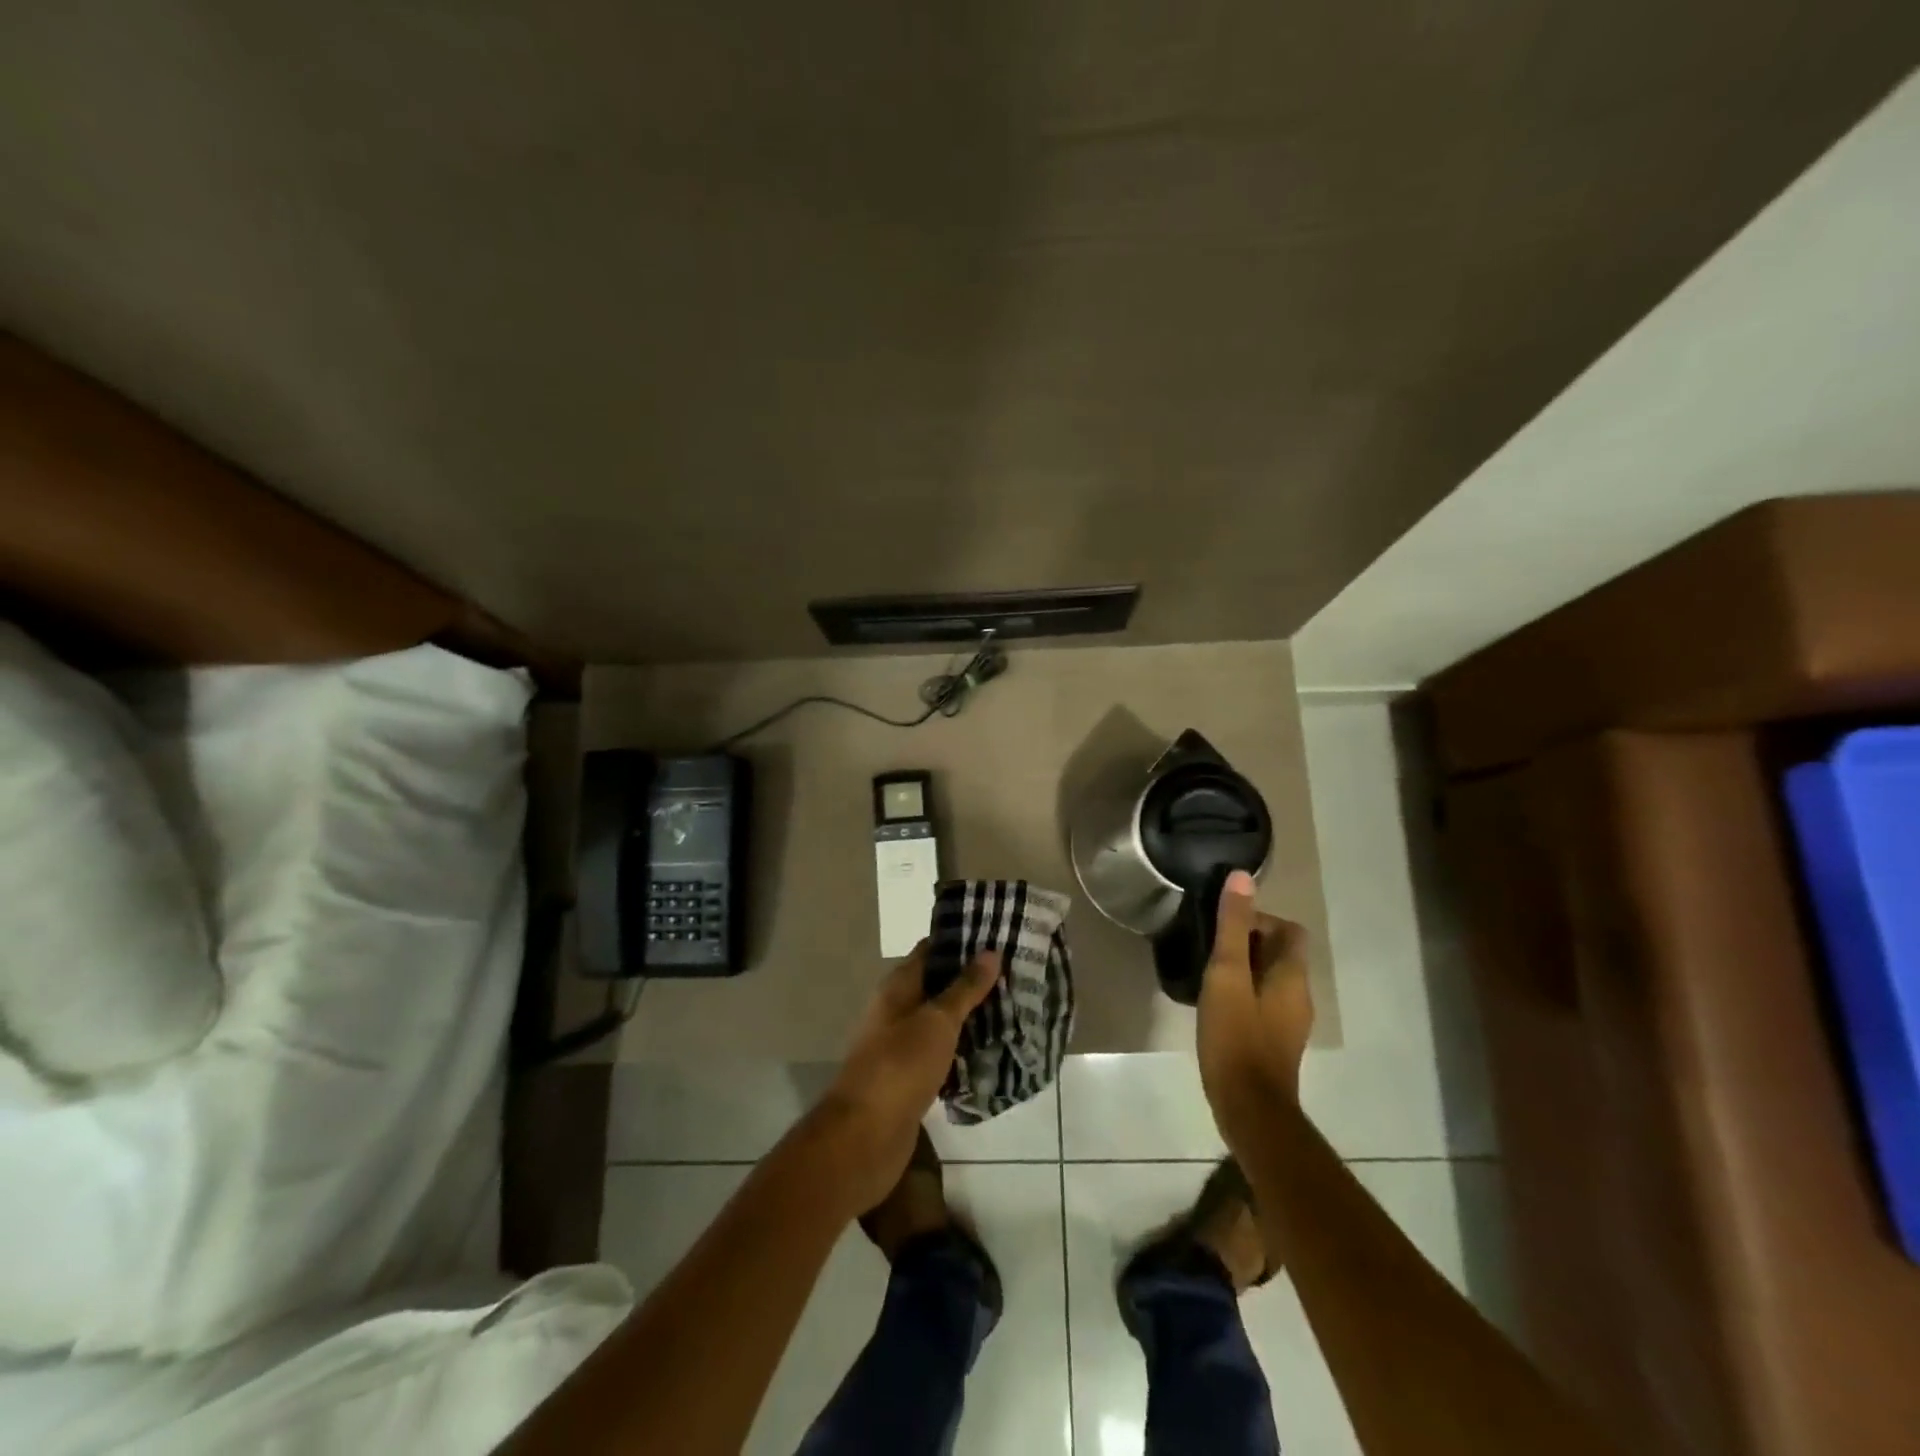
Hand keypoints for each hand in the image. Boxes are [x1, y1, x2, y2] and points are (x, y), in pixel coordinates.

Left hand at [812, 940, 1000, 1212]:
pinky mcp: (911, 1077)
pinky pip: (943, 1053)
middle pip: (938, 985)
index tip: (999, 934)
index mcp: (897, 987)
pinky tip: (994, 1050)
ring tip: (1015, 1007)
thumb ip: (964, 988)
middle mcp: (897, 1010)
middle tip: (1017, 973)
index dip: (962, 940)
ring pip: (942, 1020)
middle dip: (973, 980)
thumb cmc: (900, 1066)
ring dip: (971, 1016)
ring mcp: (902, 1045)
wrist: (864, 1137)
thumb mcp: (937, 1021)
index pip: (931, 950)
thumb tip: (990, 951)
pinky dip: (964, 1049)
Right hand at [1197, 870, 1314, 1149]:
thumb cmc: (1236, 1036)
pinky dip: (1243, 993)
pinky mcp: (1275, 1042)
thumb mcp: (1227, 975)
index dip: (1258, 919)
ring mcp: (1289, 1022)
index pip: (1289, 930)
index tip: (1223, 928)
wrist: (1249, 1108)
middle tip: (1209, 948)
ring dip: (1243, 968)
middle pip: (1280, 953)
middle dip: (1246, 942)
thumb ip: (1232, 927)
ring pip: (1269, 978)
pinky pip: (1262, 1002)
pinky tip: (1215, 1004)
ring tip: (1207, 974)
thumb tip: (1241, 877)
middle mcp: (1299, 995)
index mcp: (1293, 976)